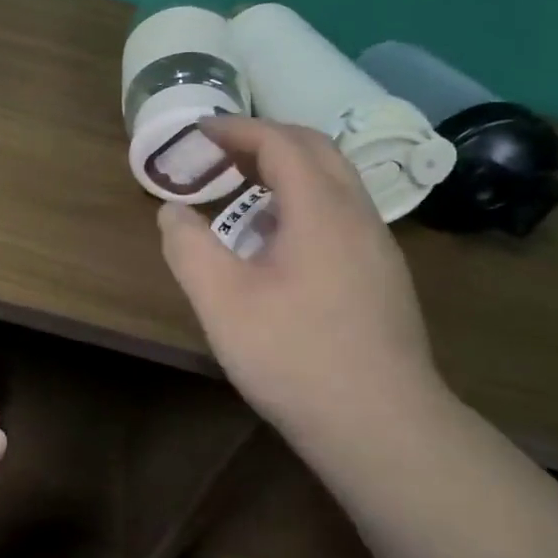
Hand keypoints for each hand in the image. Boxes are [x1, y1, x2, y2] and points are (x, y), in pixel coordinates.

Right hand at [157, 117, 450, 452]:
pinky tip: (278, 239)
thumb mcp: (222, 302)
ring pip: (334, 180)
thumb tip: (173, 212)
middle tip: (220, 150)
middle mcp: (357, 215)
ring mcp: (378, 246)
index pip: (280, 142)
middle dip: (264, 138)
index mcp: (321, 210)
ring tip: (243, 187)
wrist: (383, 428)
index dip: (236, 129)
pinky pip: (342, 211)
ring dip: (287, 168)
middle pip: (315, 149)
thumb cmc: (295, 357)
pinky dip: (304, 199)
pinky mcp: (383, 275)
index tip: (198, 131)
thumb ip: (188, 247)